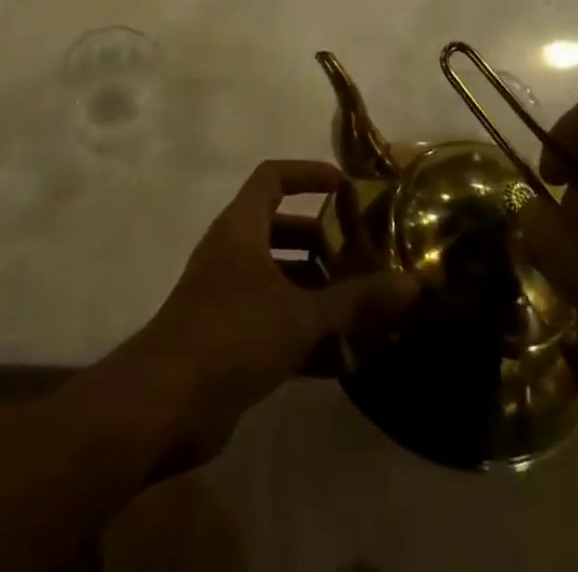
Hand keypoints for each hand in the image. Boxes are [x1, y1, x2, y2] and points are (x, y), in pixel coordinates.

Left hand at [113, 160, 418, 468]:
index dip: (309, 173)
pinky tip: (344, 357)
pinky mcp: (227, 335)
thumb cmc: (232, 334)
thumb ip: (356, 300)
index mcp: (242, 226)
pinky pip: (274, 319)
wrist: (165, 403)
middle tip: (364, 256)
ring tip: (363, 307)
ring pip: (280, 277)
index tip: (347, 187)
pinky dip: (304, 330)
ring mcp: (227, 293)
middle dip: (322, 241)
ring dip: (317, 290)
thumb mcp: (300, 315)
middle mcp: (233, 251)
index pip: (274, 176)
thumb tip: (412, 284)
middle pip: (281, 228)